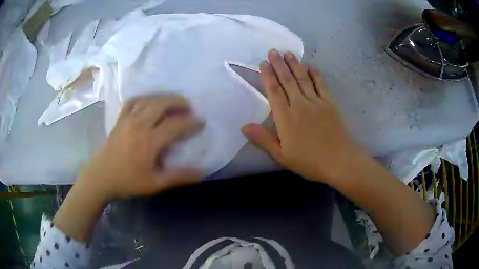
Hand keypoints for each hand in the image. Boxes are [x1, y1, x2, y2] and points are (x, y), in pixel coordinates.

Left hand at [77, 95, 203, 201]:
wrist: (101, 177)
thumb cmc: (128, 182)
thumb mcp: (155, 184)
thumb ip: (179, 177)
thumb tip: (201, 173)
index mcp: (149, 141)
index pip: (176, 124)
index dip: (191, 122)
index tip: (201, 122)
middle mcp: (139, 124)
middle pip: (162, 104)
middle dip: (179, 102)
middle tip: (190, 107)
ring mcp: (127, 119)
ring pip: (149, 99)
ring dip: (164, 98)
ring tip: (173, 102)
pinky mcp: (120, 119)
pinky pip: (133, 101)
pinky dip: (144, 98)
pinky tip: (149, 102)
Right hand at [242, 49, 364, 183]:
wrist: (338, 161)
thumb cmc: (308, 161)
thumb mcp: (281, 155)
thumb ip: (263, 138)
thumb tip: (244, 126)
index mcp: (285, 117)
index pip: (274, 91)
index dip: (268, 76)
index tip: (263, 63)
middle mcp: (299, 104)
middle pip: (287, 80)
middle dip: (279, 64)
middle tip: (273, 50)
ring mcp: (316, 102)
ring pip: (302, 79)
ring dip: (295, 65)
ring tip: (288, 53)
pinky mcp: (330, 103)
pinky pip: (321, 85)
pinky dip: (316, 74)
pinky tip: (311, 66)